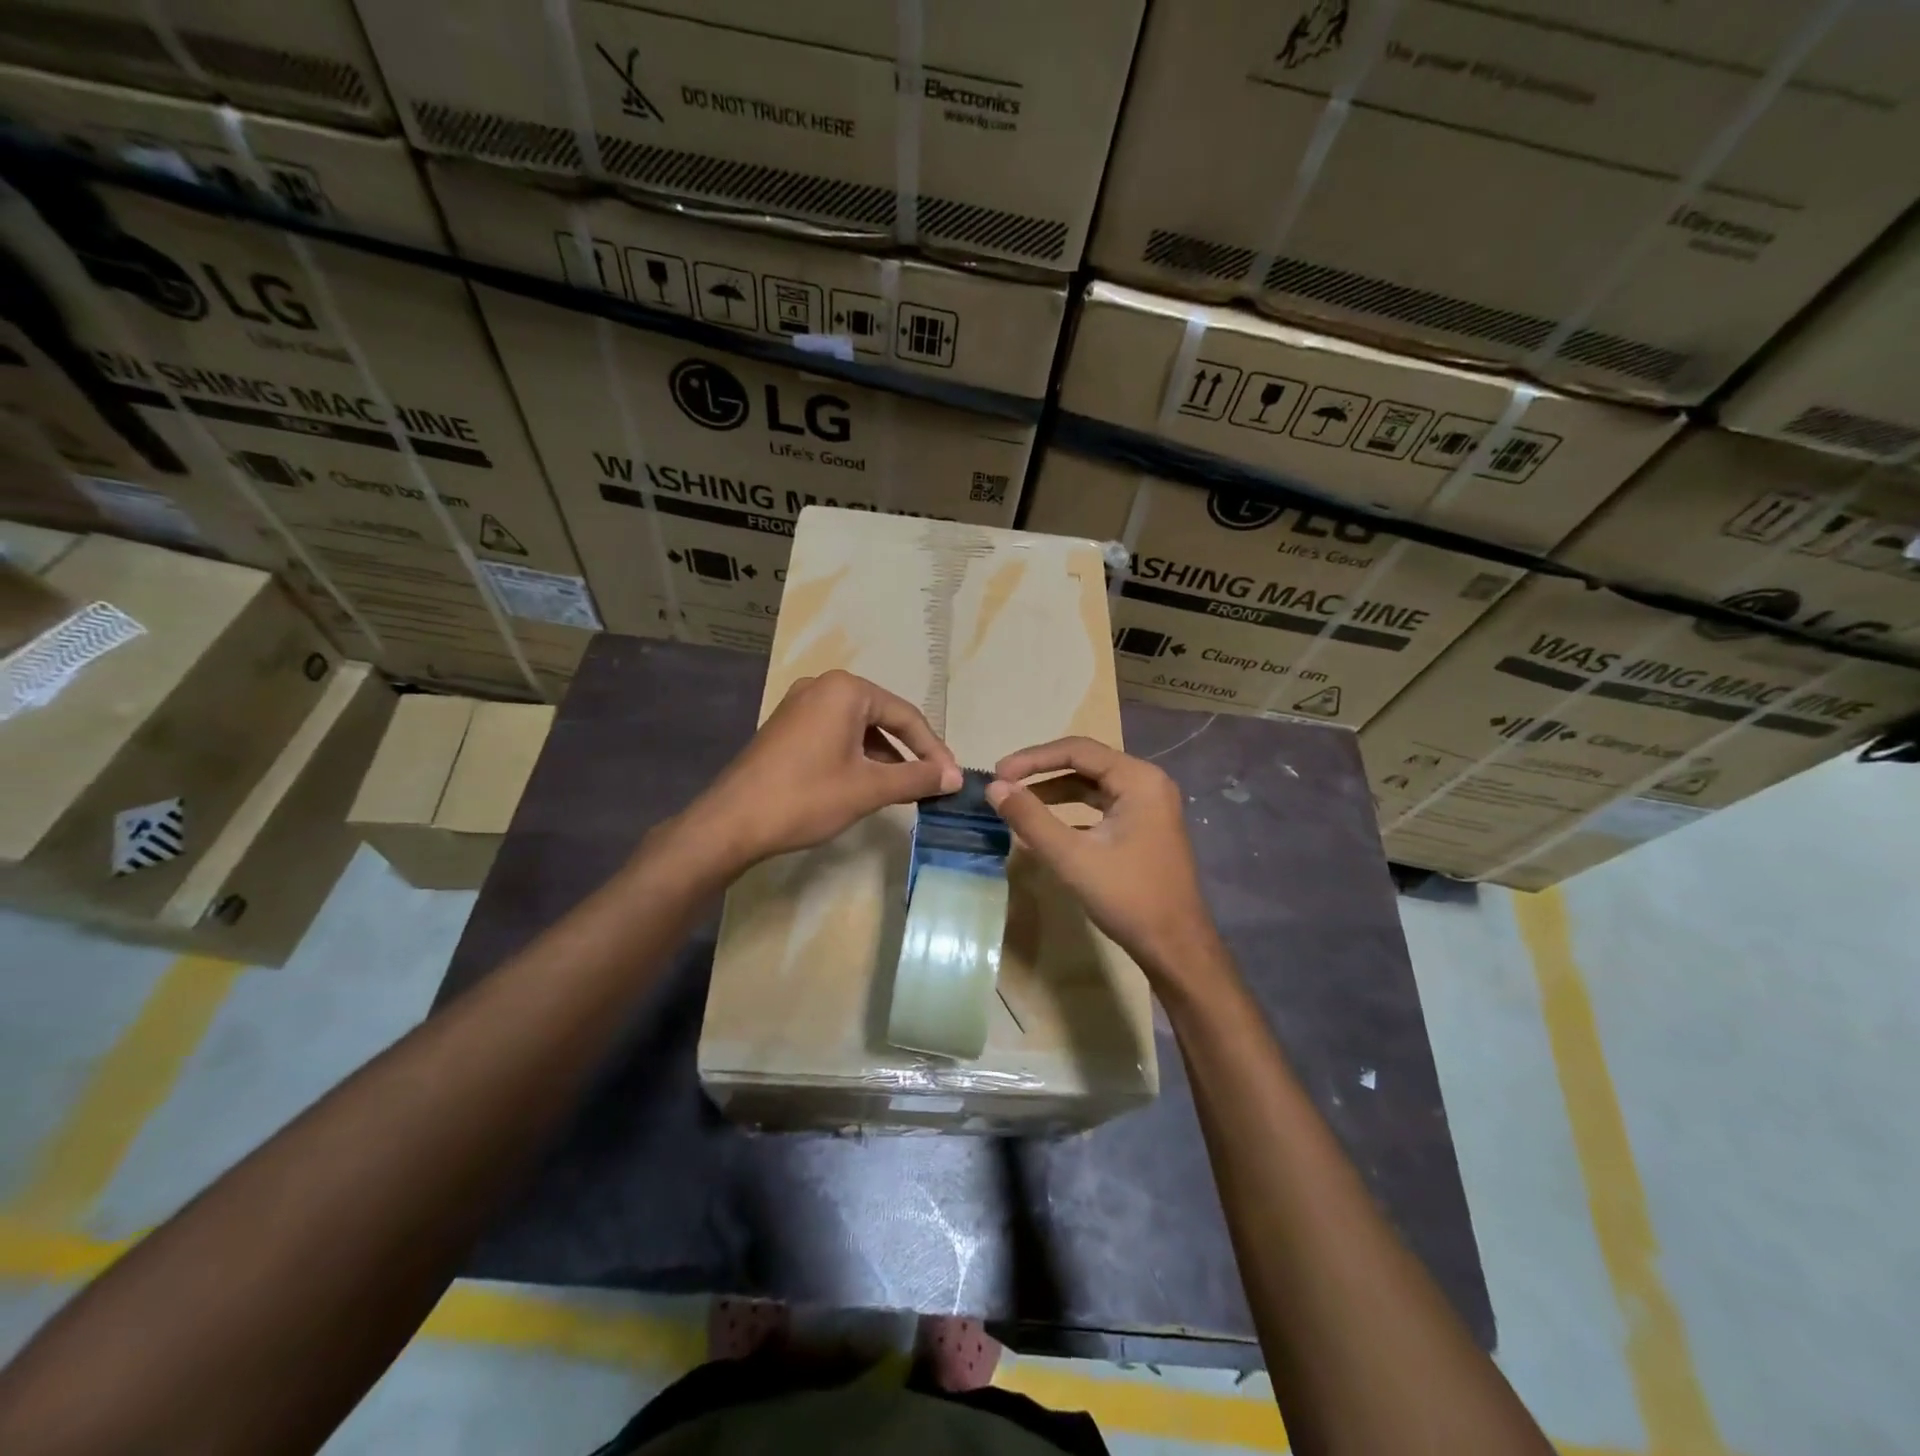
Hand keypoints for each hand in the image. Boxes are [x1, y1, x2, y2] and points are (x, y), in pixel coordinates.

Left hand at [689, 670, 961, 869]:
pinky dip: (856, 757)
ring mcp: (799, 705)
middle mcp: (822, 687)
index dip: (933, 749)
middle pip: (882, 718)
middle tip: (932, 782)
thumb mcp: (869, 788)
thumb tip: (956, 777)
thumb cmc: (806, 798)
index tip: (952, 779)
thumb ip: (917, 778)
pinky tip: (866, 784)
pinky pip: (835, 734)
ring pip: (858, 728)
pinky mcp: (786, 727)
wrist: (731, 822)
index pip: (906, 716)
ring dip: (884, 757)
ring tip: (903, 789)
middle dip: (909, 752)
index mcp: (846, 690)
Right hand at [986, 737, 1223, 987]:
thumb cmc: (1127, 897)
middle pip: (1085, 763)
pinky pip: (1101, 806)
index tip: (998, 773)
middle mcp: (1148, 783)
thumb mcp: (1071, 857)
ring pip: (1092, 785)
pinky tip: (1046, 827)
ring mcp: (1149, 805)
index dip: (1033, 758)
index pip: (1077, 750)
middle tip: (1004, 784)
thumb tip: (995, 788)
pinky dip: (1072, 811)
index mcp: (1138, 779)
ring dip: (1054, 791)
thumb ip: (1030, 818)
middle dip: (1042, 772)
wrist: (1175, 947)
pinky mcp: (1144, 827)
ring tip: (1018, 803)